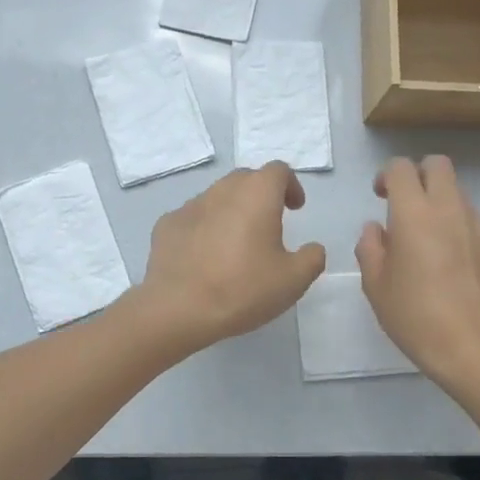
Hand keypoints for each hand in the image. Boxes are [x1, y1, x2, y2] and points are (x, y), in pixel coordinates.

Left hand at [135, 163, 326, 348]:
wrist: (177, 308)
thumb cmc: (242, 289)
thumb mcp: (293, 281)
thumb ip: (312, 258)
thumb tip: (312, 248)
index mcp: (257, 195)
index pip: (278, 171)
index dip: (290, 185)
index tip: (295, 209)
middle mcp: (223, 190)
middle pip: (246, 179)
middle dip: (261, 194)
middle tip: (269, 223)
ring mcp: (190, 205)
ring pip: (217, 197)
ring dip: (231, 210)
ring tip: (236, 243)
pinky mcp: (167, 224)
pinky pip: (193, 218)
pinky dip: (204, 228)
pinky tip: (205, 256)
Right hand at [356, 156, 479, 387]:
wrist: (477, 349)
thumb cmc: (416, 316)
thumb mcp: (376, 286)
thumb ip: (370, 248)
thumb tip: (377, 229)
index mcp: (414, 213)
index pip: (401, 168)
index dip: (388, 176)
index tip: (381, 197)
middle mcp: (449, 209)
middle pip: (438, 165)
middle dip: (420, 175)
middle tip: (407, 206)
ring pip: (459, 194)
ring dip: (441, 204)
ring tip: (432, 243)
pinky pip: (476, 224)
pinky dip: (462, 231)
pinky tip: (456, 267)